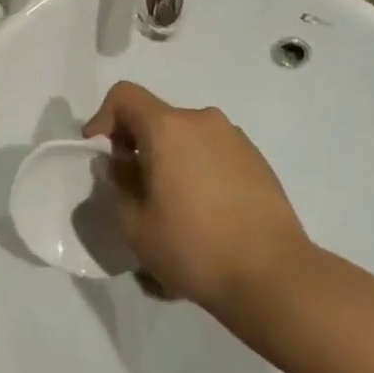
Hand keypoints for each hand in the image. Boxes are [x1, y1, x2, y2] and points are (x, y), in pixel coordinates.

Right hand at [84, 81, 313, 318]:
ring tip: (171, 203)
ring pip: (186, 136)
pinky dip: (197, 168)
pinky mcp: (257, 161)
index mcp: (167, 128)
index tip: (99, 153)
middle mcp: (202, 121)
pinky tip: (203, 211)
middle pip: (156, 117)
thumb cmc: (194, 247)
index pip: (124, 96)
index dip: (103, 118)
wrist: (274, 276)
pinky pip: (213, 152)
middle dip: (136, 144)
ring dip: (168, 157)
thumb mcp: (135, 225)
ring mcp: (235, 139)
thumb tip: (121, 169)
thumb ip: (118, 187)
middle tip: (132, 186)